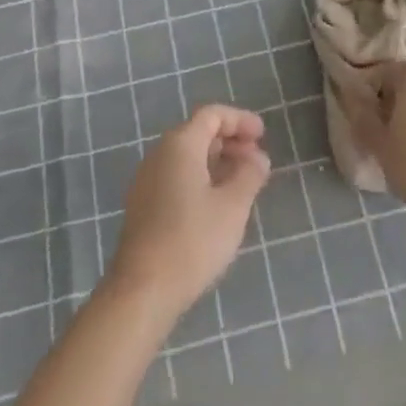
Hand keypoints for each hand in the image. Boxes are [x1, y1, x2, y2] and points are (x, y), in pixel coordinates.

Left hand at [107, 104, 271, 318]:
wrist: (142, 290)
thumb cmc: (192, 240)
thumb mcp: (232, 206)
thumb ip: (249, 175)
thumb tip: (258, 157)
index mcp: (180, 143)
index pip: (212, 115)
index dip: (240, 120)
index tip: (263, 134)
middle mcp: (160, 152)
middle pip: (199, 133)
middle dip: (230, 141)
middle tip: (256, 159)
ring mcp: (147, 179)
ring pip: (187, 156)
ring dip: (216, 161)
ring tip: (241, 182)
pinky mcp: (143, 205)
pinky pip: (177, 176)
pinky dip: (200, 178)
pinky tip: (216, 203)